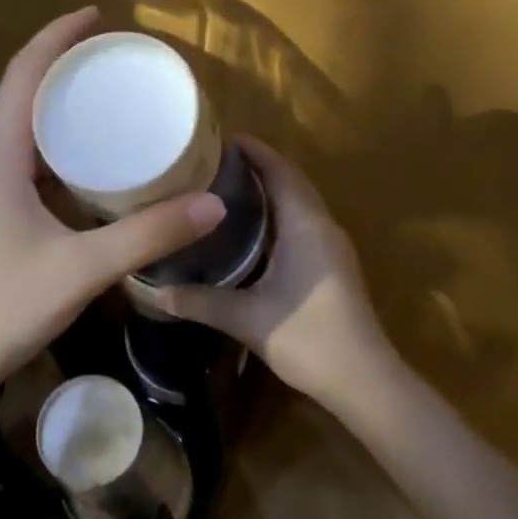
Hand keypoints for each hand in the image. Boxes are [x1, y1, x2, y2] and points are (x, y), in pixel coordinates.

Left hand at [0, 8, 225, 397]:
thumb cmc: (1, 307)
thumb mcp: (82, 268)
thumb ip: (149, 235)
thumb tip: (214, 203)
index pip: (26, 74)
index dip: (59, 36)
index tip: (98, 15)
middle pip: (24, 98)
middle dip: (68, 73)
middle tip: (118, 66)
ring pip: (22, 136)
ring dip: (61, 117)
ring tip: (110, 111)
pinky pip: (21, 166)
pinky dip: (55, 154)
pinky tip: (86, 173)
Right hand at [156, 139, 396, 408]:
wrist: (364, 380)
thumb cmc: (308, 338)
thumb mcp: (246, 318)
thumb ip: (200, 301)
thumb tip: (153, 291)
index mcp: (306, 226)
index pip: (280, 171)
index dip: (254, 151)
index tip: (220, 138)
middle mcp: (322, 226)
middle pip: (290, 181)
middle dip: (257, 165)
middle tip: (213, 162)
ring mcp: (331, 246)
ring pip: (298, 202)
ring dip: (268, 189)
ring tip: (225, 187)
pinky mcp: (332, 265)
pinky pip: (302, 222)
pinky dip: (277, 213)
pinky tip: (249, 229)